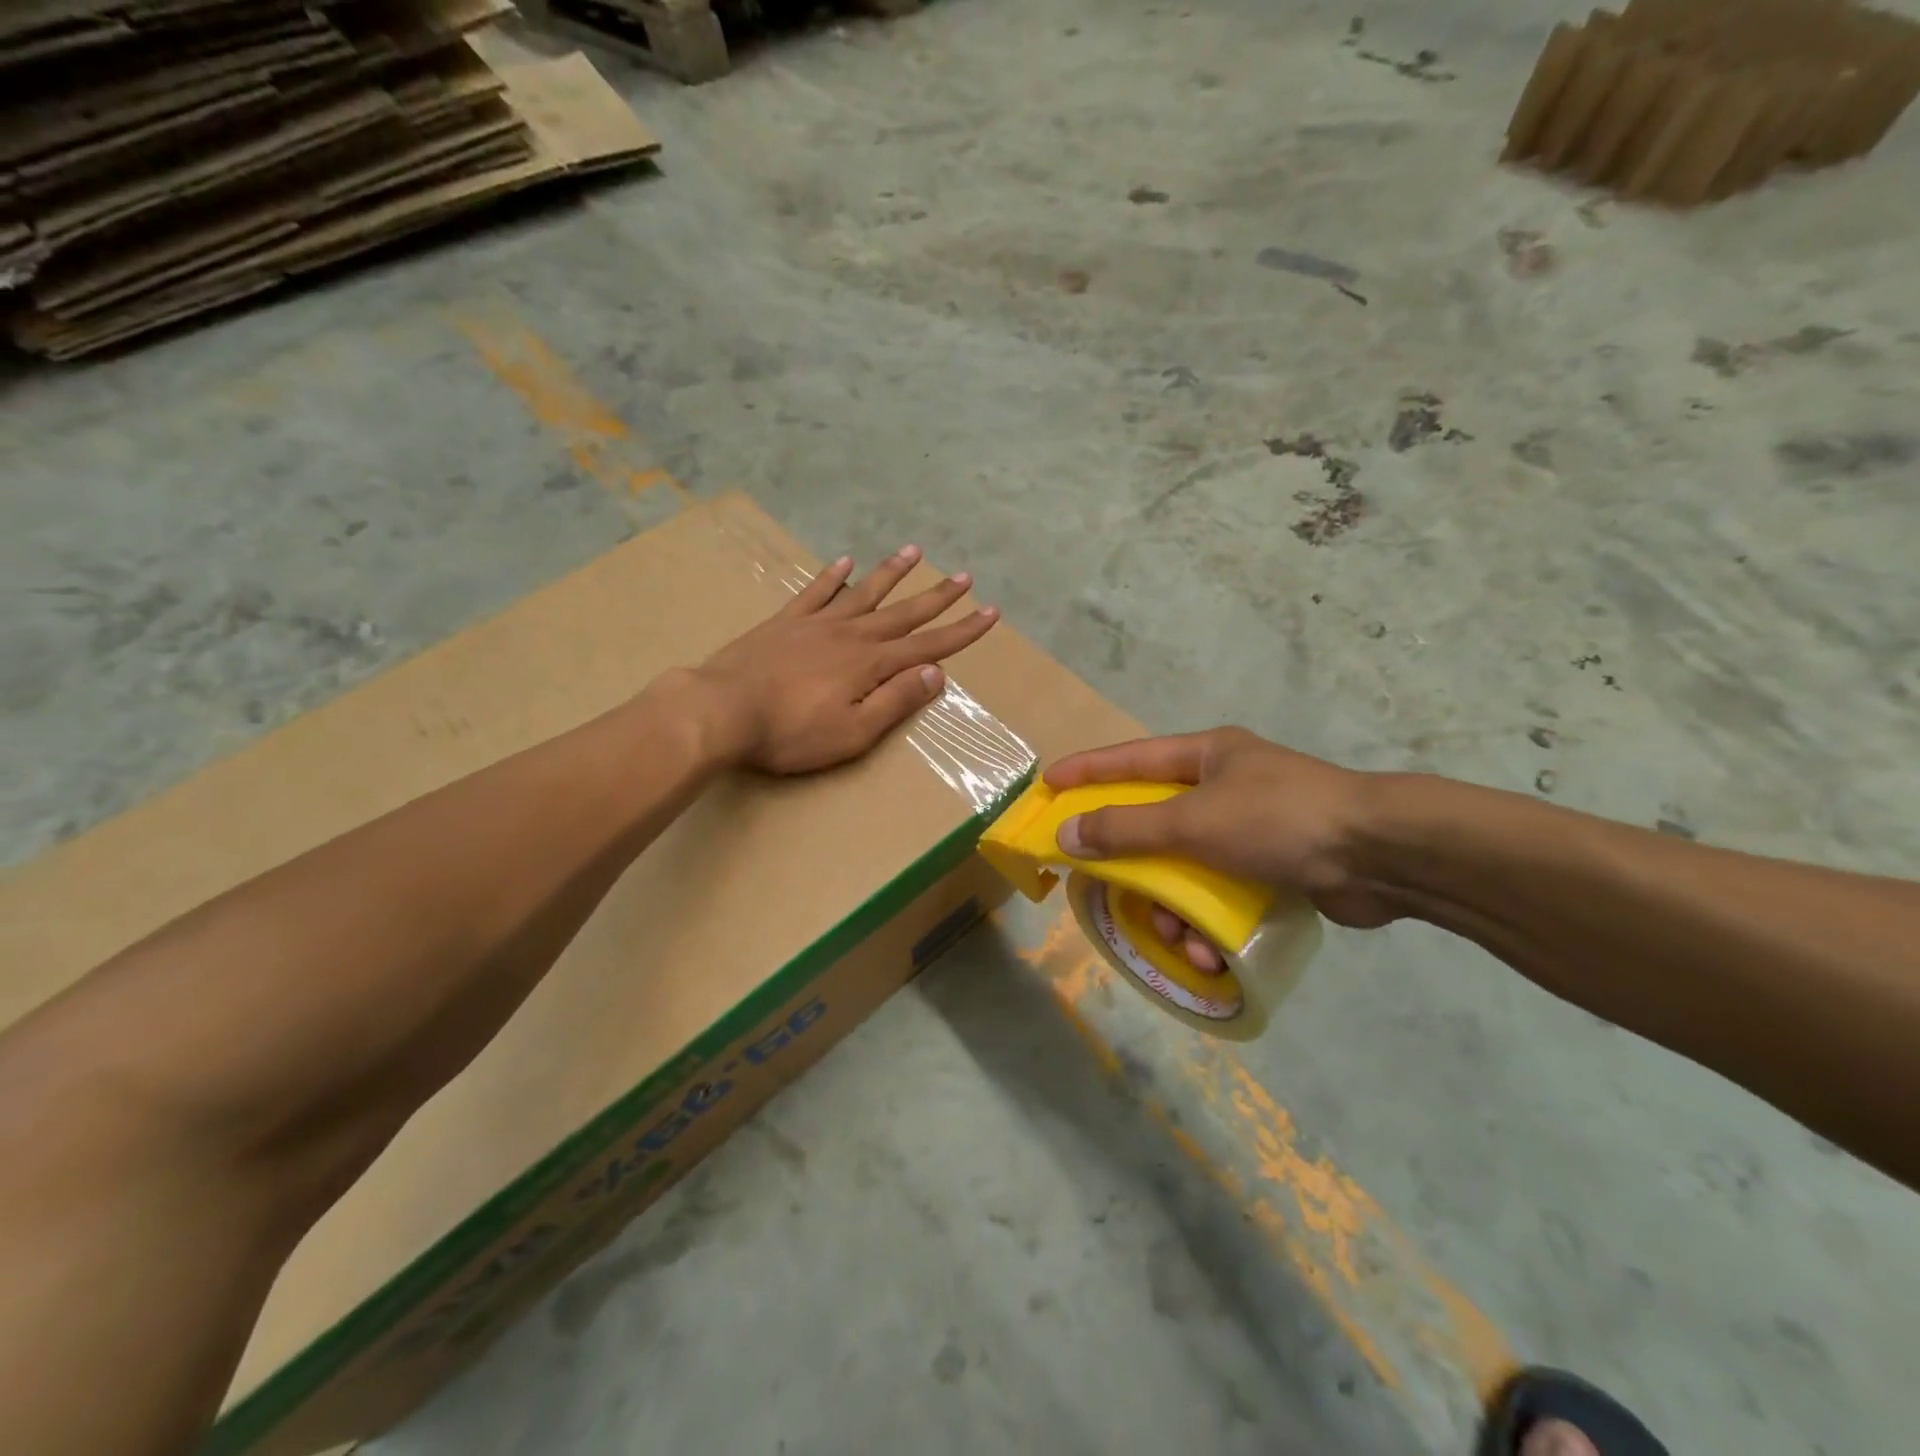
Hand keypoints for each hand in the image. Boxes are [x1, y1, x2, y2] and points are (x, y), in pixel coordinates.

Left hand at [692, 545, 998, 774]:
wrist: (721, 710)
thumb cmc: (791, 732)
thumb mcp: (854, 732)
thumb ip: (896, 700)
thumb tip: (936, 673)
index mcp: (872, 664)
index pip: (929, 645)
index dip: (962, 631)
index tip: (990, 613)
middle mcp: (851, 635)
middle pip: (903, 612)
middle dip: (937, 596)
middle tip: (964, 576)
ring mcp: (816, 623)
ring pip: (863, 592)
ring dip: (891, 573)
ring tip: (914, 551)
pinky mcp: (784, 622)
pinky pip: (814, 591)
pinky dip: (832, 576)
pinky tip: (844, 561)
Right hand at [1045, 728, 1395, 933]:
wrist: (1382, 855)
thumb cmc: (1279, 820)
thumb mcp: (1193, 821)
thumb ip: (1126, 828)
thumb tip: (1067, 833)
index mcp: (1206, 756)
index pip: (1130, 758)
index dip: (1087, 771)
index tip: (1049, 786)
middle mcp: (1225, 786)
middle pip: (1156, 821)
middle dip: (1133, 862)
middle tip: (1103, 883)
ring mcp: (1251, 828)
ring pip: (1187, 866)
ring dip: (1175, 907)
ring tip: (1176, 938)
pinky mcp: (1274, 866)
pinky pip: (1221, 893)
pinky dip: (1210, 922)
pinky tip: (1210, 952)